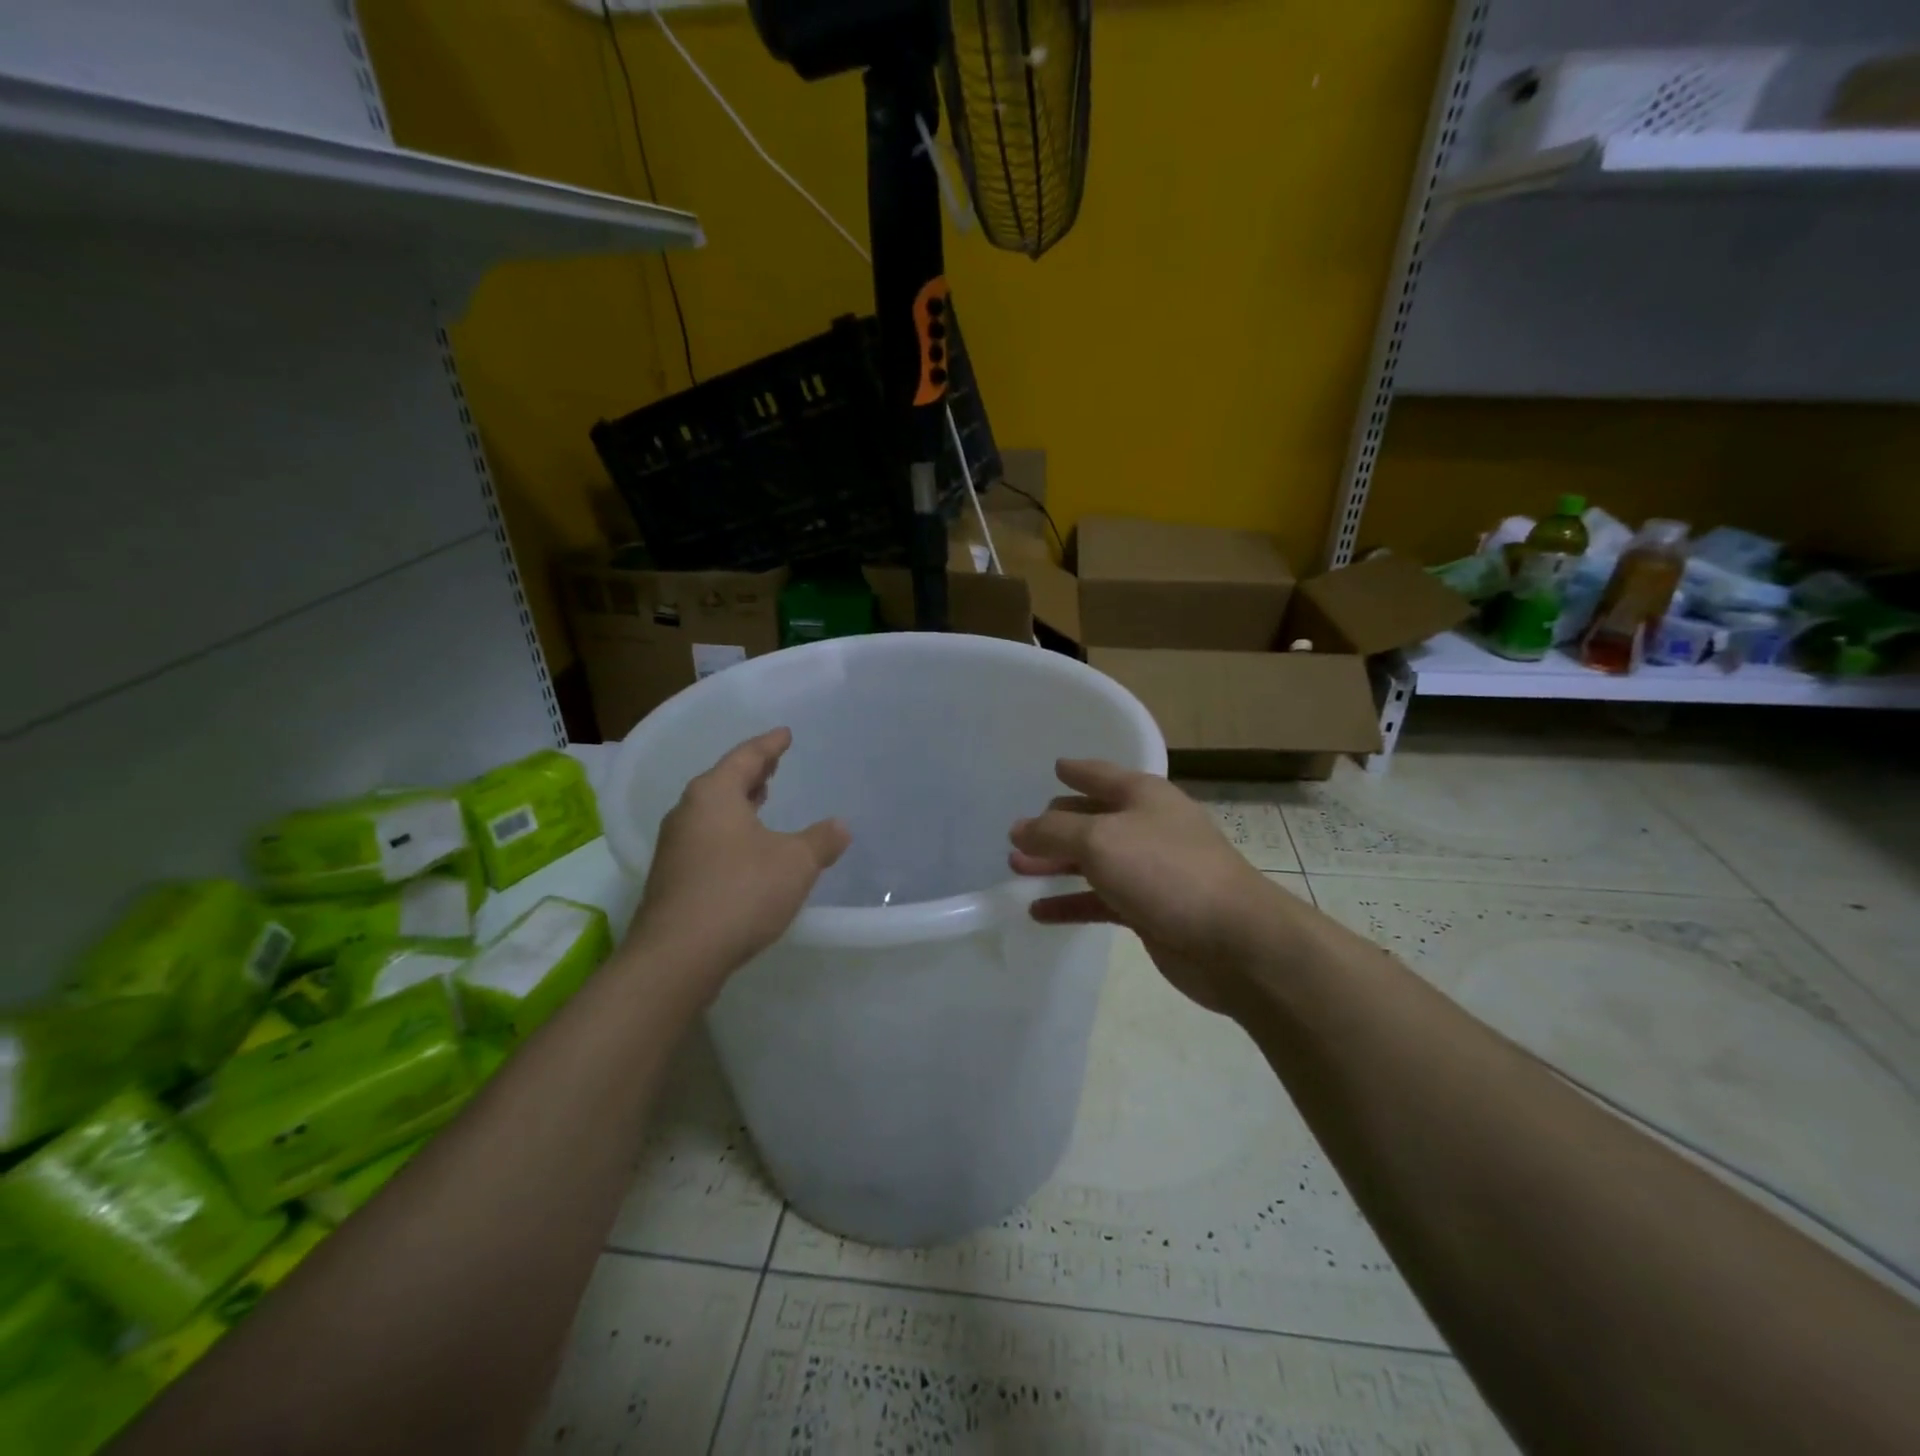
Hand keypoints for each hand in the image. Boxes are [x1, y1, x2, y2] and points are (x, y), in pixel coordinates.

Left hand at [626, 728, 849, 1000]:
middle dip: (751, 774)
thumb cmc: (741, 892)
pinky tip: (744, 850)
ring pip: (712, 813)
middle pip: (723, 782)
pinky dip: (728, 833)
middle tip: (773, 765)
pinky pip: (706, 841)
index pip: (746, 757)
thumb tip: (840, 826)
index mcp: (714, 794)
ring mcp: (674, 847)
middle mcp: (687, 813)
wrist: (678, 956)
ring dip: (738, 804)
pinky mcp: (672, 879)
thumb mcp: (796, 862)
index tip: (785, 734)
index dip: (770, 745)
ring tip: (760, 800)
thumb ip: (820, 840)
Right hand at [1009, 761, 1294, 1013]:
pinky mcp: (1149, 911)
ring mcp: (1150, 870)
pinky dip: (1071, 903)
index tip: (1055, 767)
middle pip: (1093, 819)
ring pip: (1093, 862)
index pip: (1100, 774)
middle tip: (1017, 834)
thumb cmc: (1165, 871)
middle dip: (1055, 825)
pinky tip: (1039, 912)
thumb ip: (1054, 832)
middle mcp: (1147, 826)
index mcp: (1143, 796)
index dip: (1076, 770)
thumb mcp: (1100, 841)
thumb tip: (1019, 828)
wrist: (1233, 940)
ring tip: (1017, 868)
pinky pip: (1100, 901)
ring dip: (1056, 864)